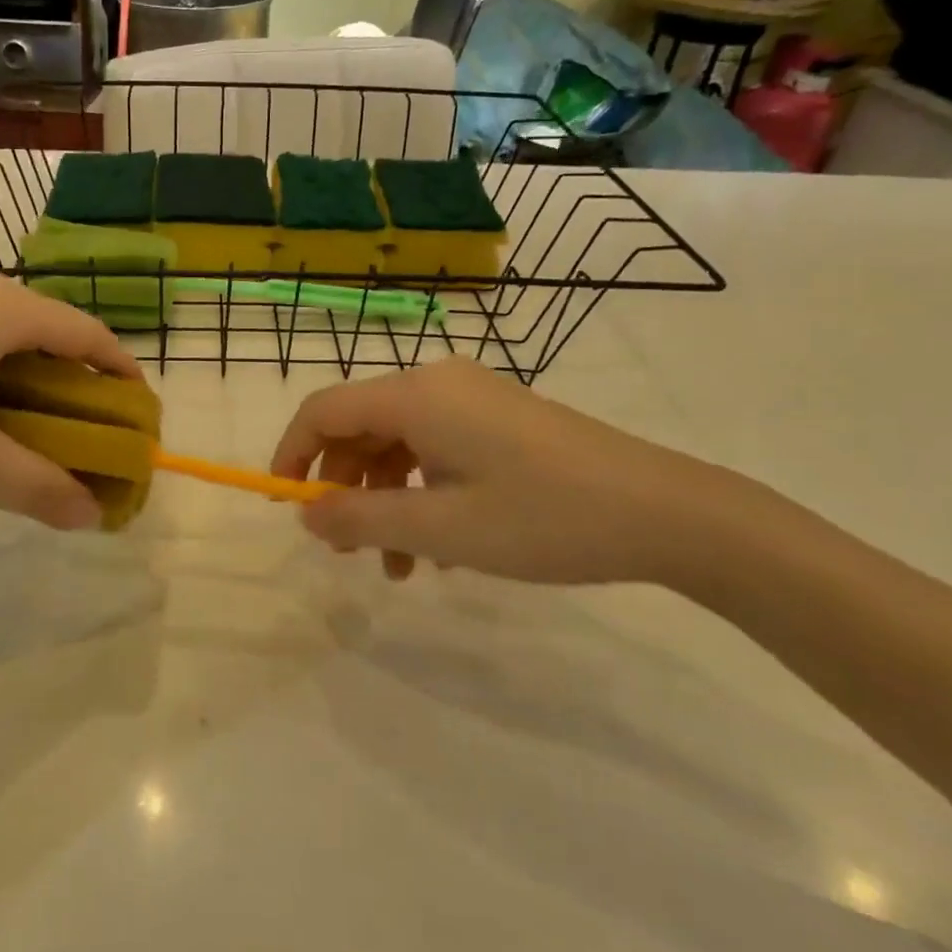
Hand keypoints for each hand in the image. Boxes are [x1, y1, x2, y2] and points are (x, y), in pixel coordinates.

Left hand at [0, 260, 140, 529]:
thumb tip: (90, 515)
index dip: (120, 368)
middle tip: (80, 420)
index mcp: (2, 307)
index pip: (86, 332)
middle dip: (72, 372)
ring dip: (26, 364)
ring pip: (2, 322)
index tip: (137, 405)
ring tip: (25, 412)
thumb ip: (34, 486)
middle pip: (46, 325)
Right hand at [270, 357, 763, 586]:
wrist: (666, 512)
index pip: (324, 410)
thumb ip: (360, 519)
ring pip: (399, 445)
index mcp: (416, 395)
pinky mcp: (499, 419)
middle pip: (360, 428)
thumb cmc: (544, 517)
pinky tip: (443, 547)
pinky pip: (436, 449)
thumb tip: (305, 513)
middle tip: (347, 551)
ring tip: (401, 567)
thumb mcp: (442, 527)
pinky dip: (422, 493)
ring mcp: (472, 399)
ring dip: (386, 502)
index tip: (285, 505)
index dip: (292, 454)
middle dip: (345, 489)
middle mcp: (437, 384)